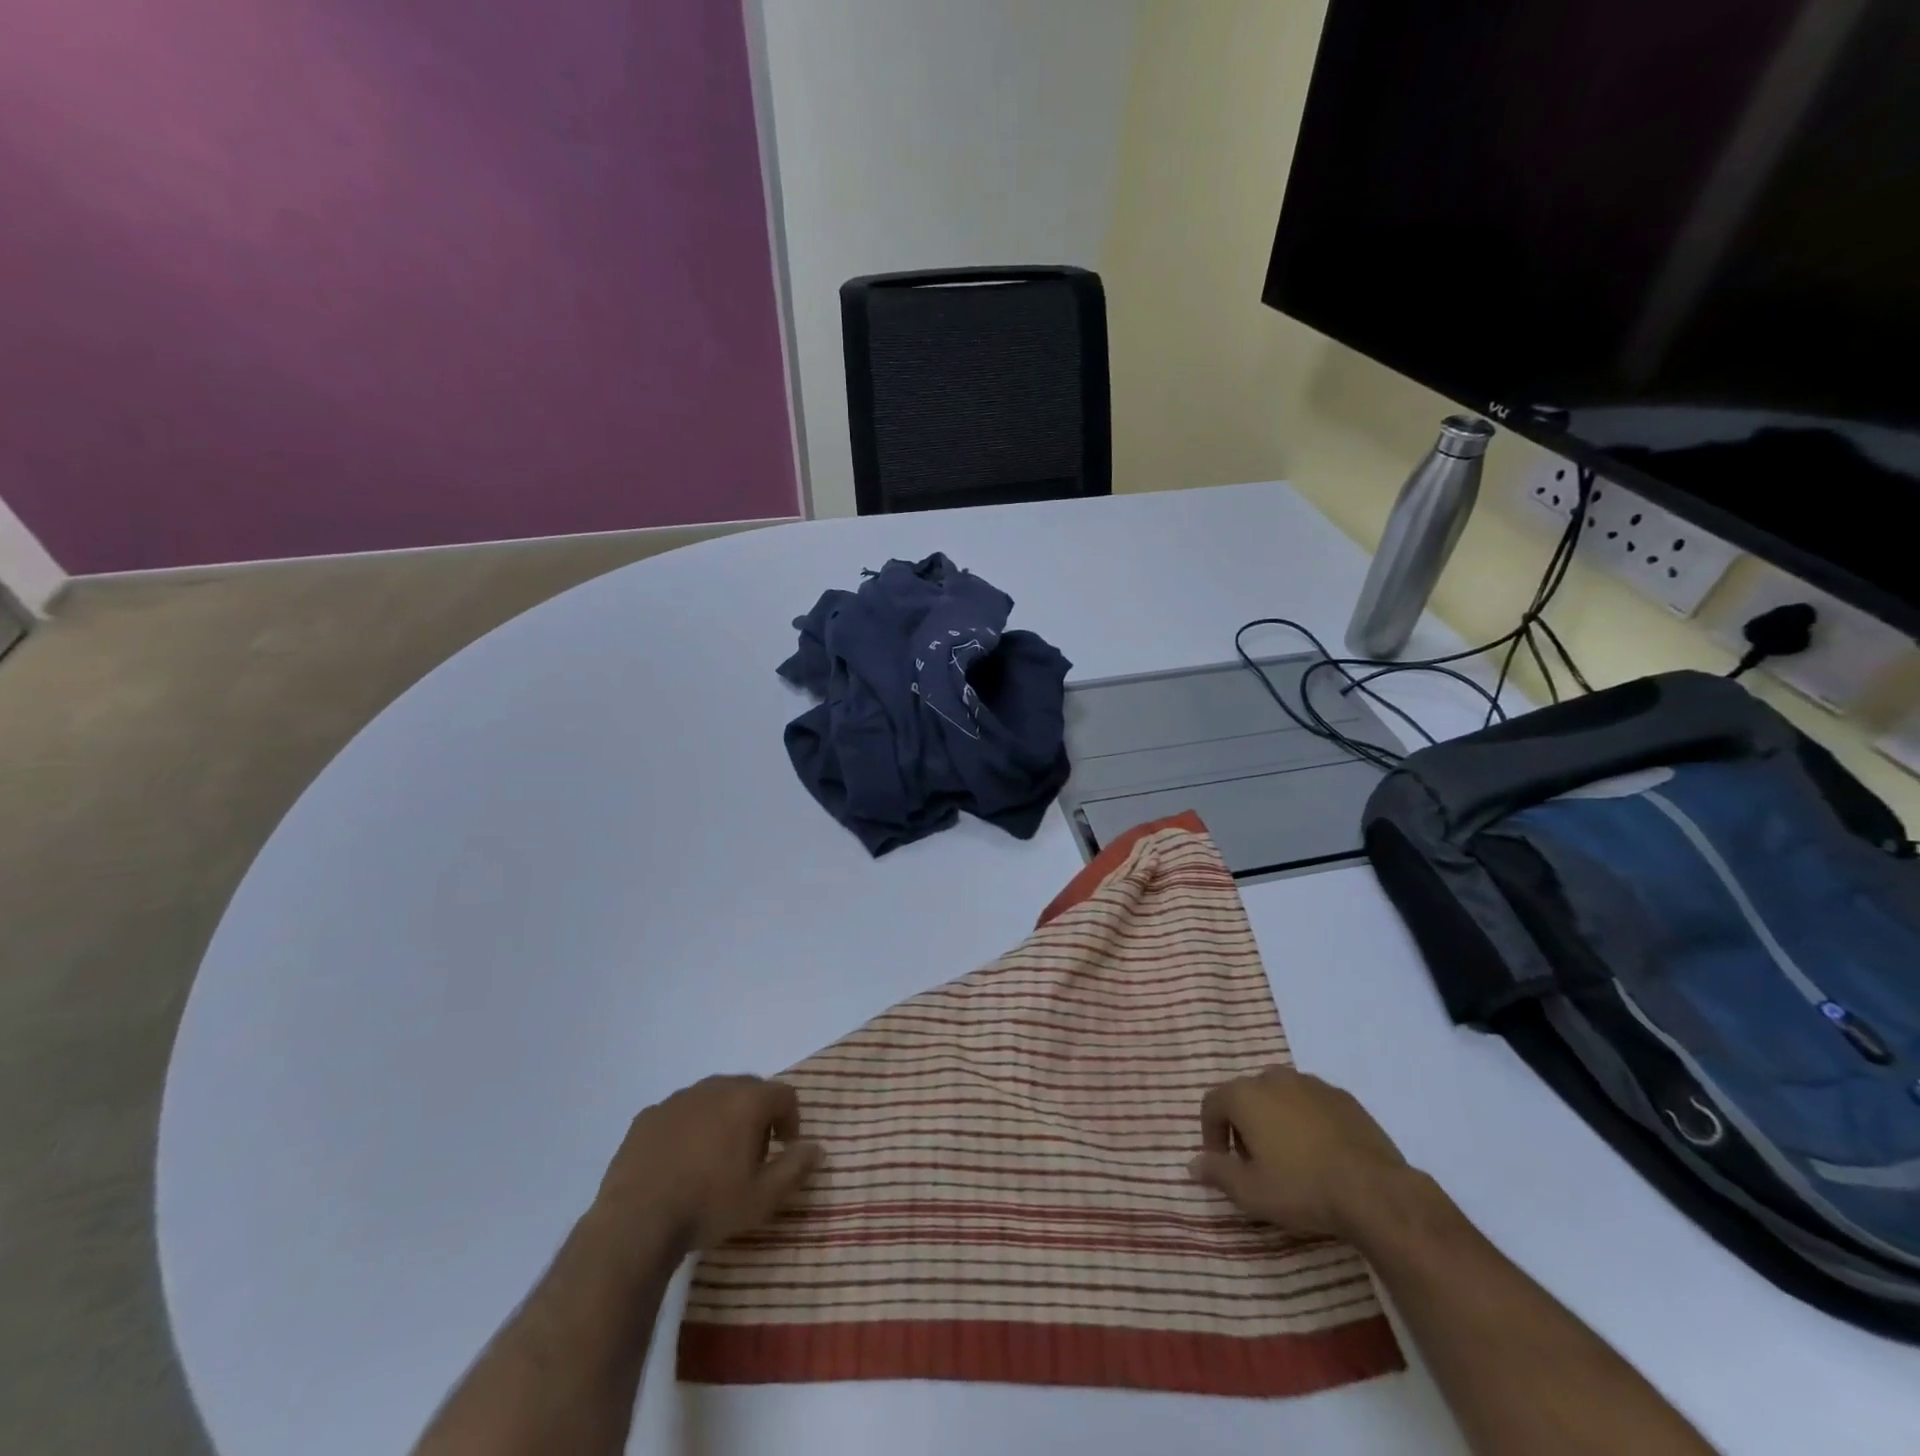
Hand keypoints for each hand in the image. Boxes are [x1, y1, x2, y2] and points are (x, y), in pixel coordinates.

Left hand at [590, 1075, 822, 1265]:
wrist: (635, 1223)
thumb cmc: (707, 1206)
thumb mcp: (763, 1198)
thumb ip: (795, 1168)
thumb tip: (817, 1148)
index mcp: (746, 1101)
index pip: (784, 1095)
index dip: (790, 1120)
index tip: (784, 1150)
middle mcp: (714, 1088)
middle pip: (748, 1090)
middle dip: (757, 1116)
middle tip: (752, 1156)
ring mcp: (677, 1099)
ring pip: (712, 1098)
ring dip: (722, 1119)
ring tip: (715, 1160)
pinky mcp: (647, 1116)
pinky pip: (680, 1113)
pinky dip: (689, 1128)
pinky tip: (679, 1163)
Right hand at [1188, 1067, 1409, 1238]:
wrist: (1375, 1191)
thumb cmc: (1302, 1188)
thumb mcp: (1251, 1192)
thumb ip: (1217, 1173)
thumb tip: (1192, 1164)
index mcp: (1245, 1095)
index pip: (1212, 1103)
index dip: (1210, 1133)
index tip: (1221, 1163)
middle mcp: (1274, 1078)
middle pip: (1246, 1096)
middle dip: (1243, 1126)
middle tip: (1255, 1163)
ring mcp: (1311, 1084)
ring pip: (1280, 1096)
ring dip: (1275, 1120)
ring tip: (1289, 1158)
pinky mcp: (1343, 1097)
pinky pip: (1311, 1103)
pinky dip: (1306, 1121)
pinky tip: (1320, 1153)